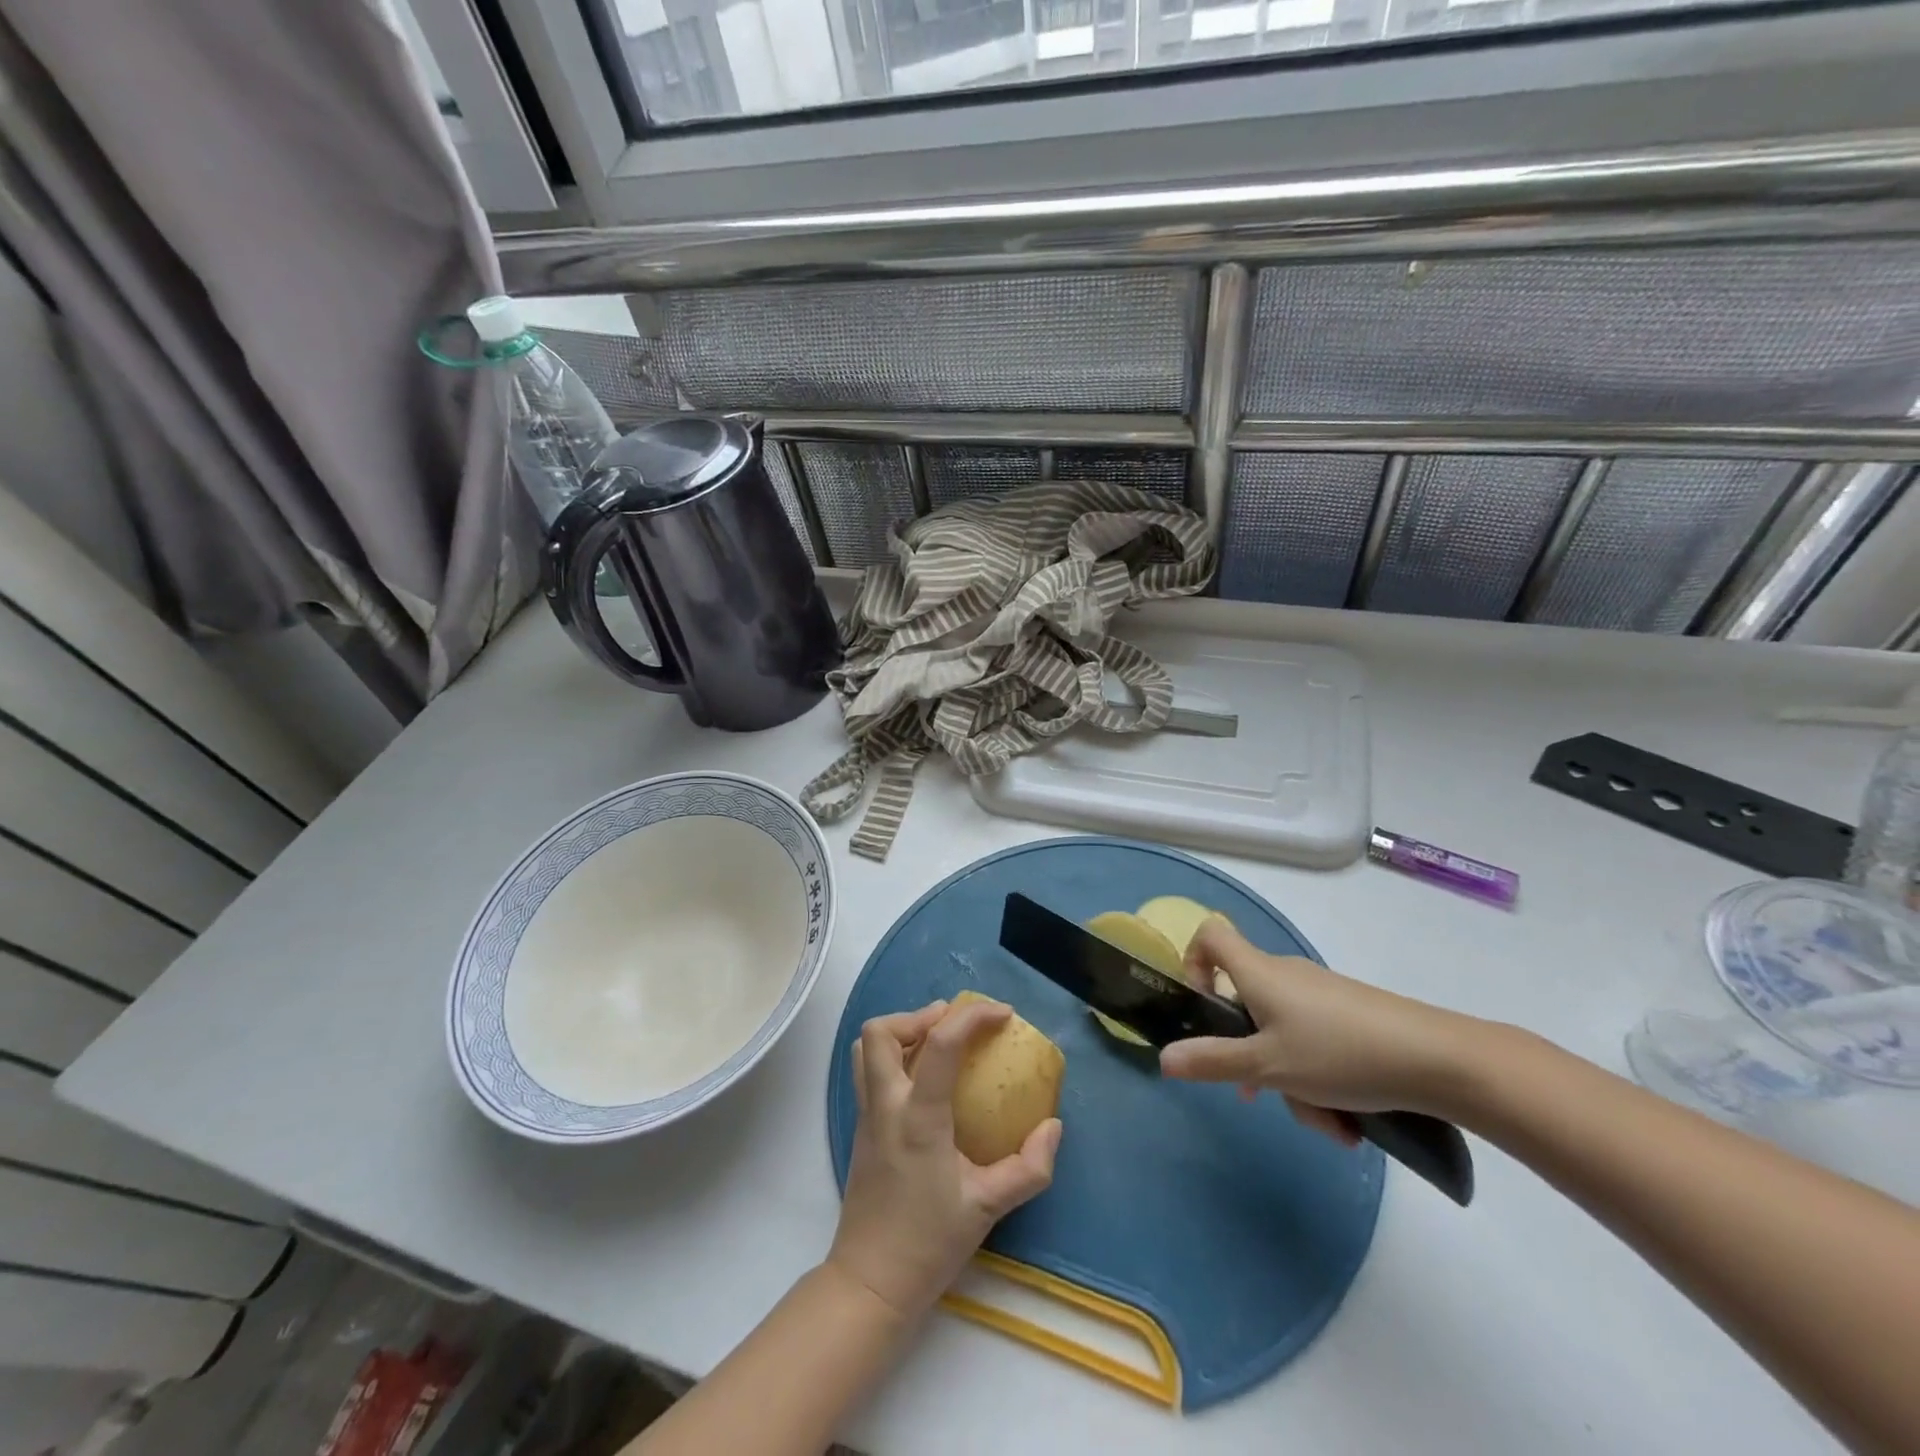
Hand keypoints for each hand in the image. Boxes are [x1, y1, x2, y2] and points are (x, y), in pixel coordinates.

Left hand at [829, 998, 1061, 1320]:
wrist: (871, 1282)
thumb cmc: (929, 1243)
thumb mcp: (988, 1208)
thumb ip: (1028, 1168)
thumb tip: (1053, 1127)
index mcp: (918, 1117)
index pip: (941, 1044)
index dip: (973, 1017)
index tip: (1003, 1014)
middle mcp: (885, 1105)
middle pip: (882, 1031)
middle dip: (920, 1015)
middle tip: (955, 1024)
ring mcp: (866, 1114)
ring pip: (867, 1047)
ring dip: (901, 1031)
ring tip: (937, 1042)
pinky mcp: (860, 1127)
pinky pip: (868, 1070)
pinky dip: (894, 1055)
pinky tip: (924, 1078)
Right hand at [1161, 918, 1480, 1141]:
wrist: (1441, 1060)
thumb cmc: (1340, 1053)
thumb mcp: (1268, 1066)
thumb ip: (1213, 1061)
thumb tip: (1163, 1057)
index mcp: (1258, 973)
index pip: (1210, 935)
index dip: (1193, 962)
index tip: (1201, 1008)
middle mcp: (1286, 975)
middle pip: (1245, 1002)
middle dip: (1248, 1054)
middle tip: (1257, 1094)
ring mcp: (1321, 995)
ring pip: (1283, 1033)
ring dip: (1291, 1080)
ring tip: (1326, 1125)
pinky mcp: (1352, 1015)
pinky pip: (1315, 1042)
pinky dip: (1320, 1078)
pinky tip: (1348, 1121)